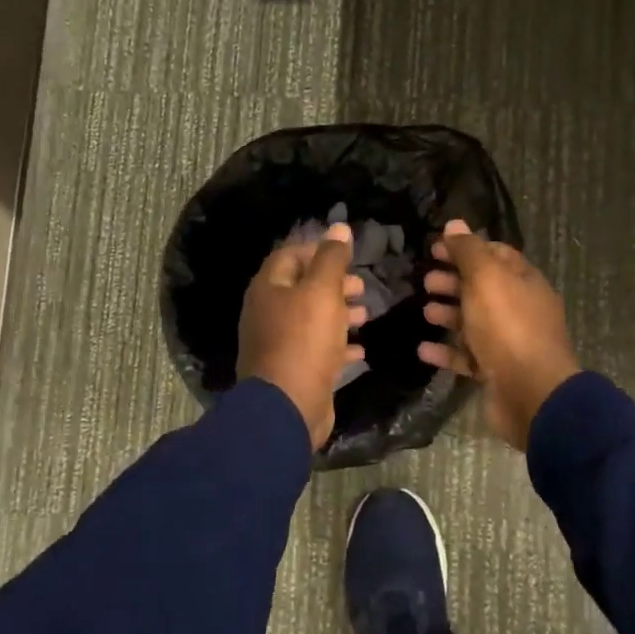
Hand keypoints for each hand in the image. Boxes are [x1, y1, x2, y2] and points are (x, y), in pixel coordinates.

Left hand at [237, 221, 366, 448]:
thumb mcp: (322, 292)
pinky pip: (317, 350)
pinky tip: (360, 348)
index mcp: (269, 288)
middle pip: (302, 288)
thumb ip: (332, 258)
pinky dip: (338, 345)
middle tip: (361, 286)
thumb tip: (339, 227)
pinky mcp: (293, 369)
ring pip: (311, 319)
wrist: (287, 407)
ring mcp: (278, 343)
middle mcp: (268, 312)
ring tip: (365, 313)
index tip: (347, 256)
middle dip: (334, 284)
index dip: (318, 250)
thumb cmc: (304, 340)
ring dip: (339, 313)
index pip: (290, 255)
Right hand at [417, 220, 579, 450]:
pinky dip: (446, 351)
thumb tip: (454, 224)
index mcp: (524, 281)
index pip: (495, 254)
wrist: (532, 393)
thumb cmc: (508, 326)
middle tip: (425, 280)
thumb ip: (468, 251)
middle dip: (454, 281)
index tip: (436, 248)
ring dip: (448, 314)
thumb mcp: (486, 278)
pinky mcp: (497, 372)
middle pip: (483, 288)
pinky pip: (468, 356)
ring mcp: (510, 342)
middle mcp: (520, 308)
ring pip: (475, 322)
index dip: (466, 248)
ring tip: (424, 312)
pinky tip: (423, 349)